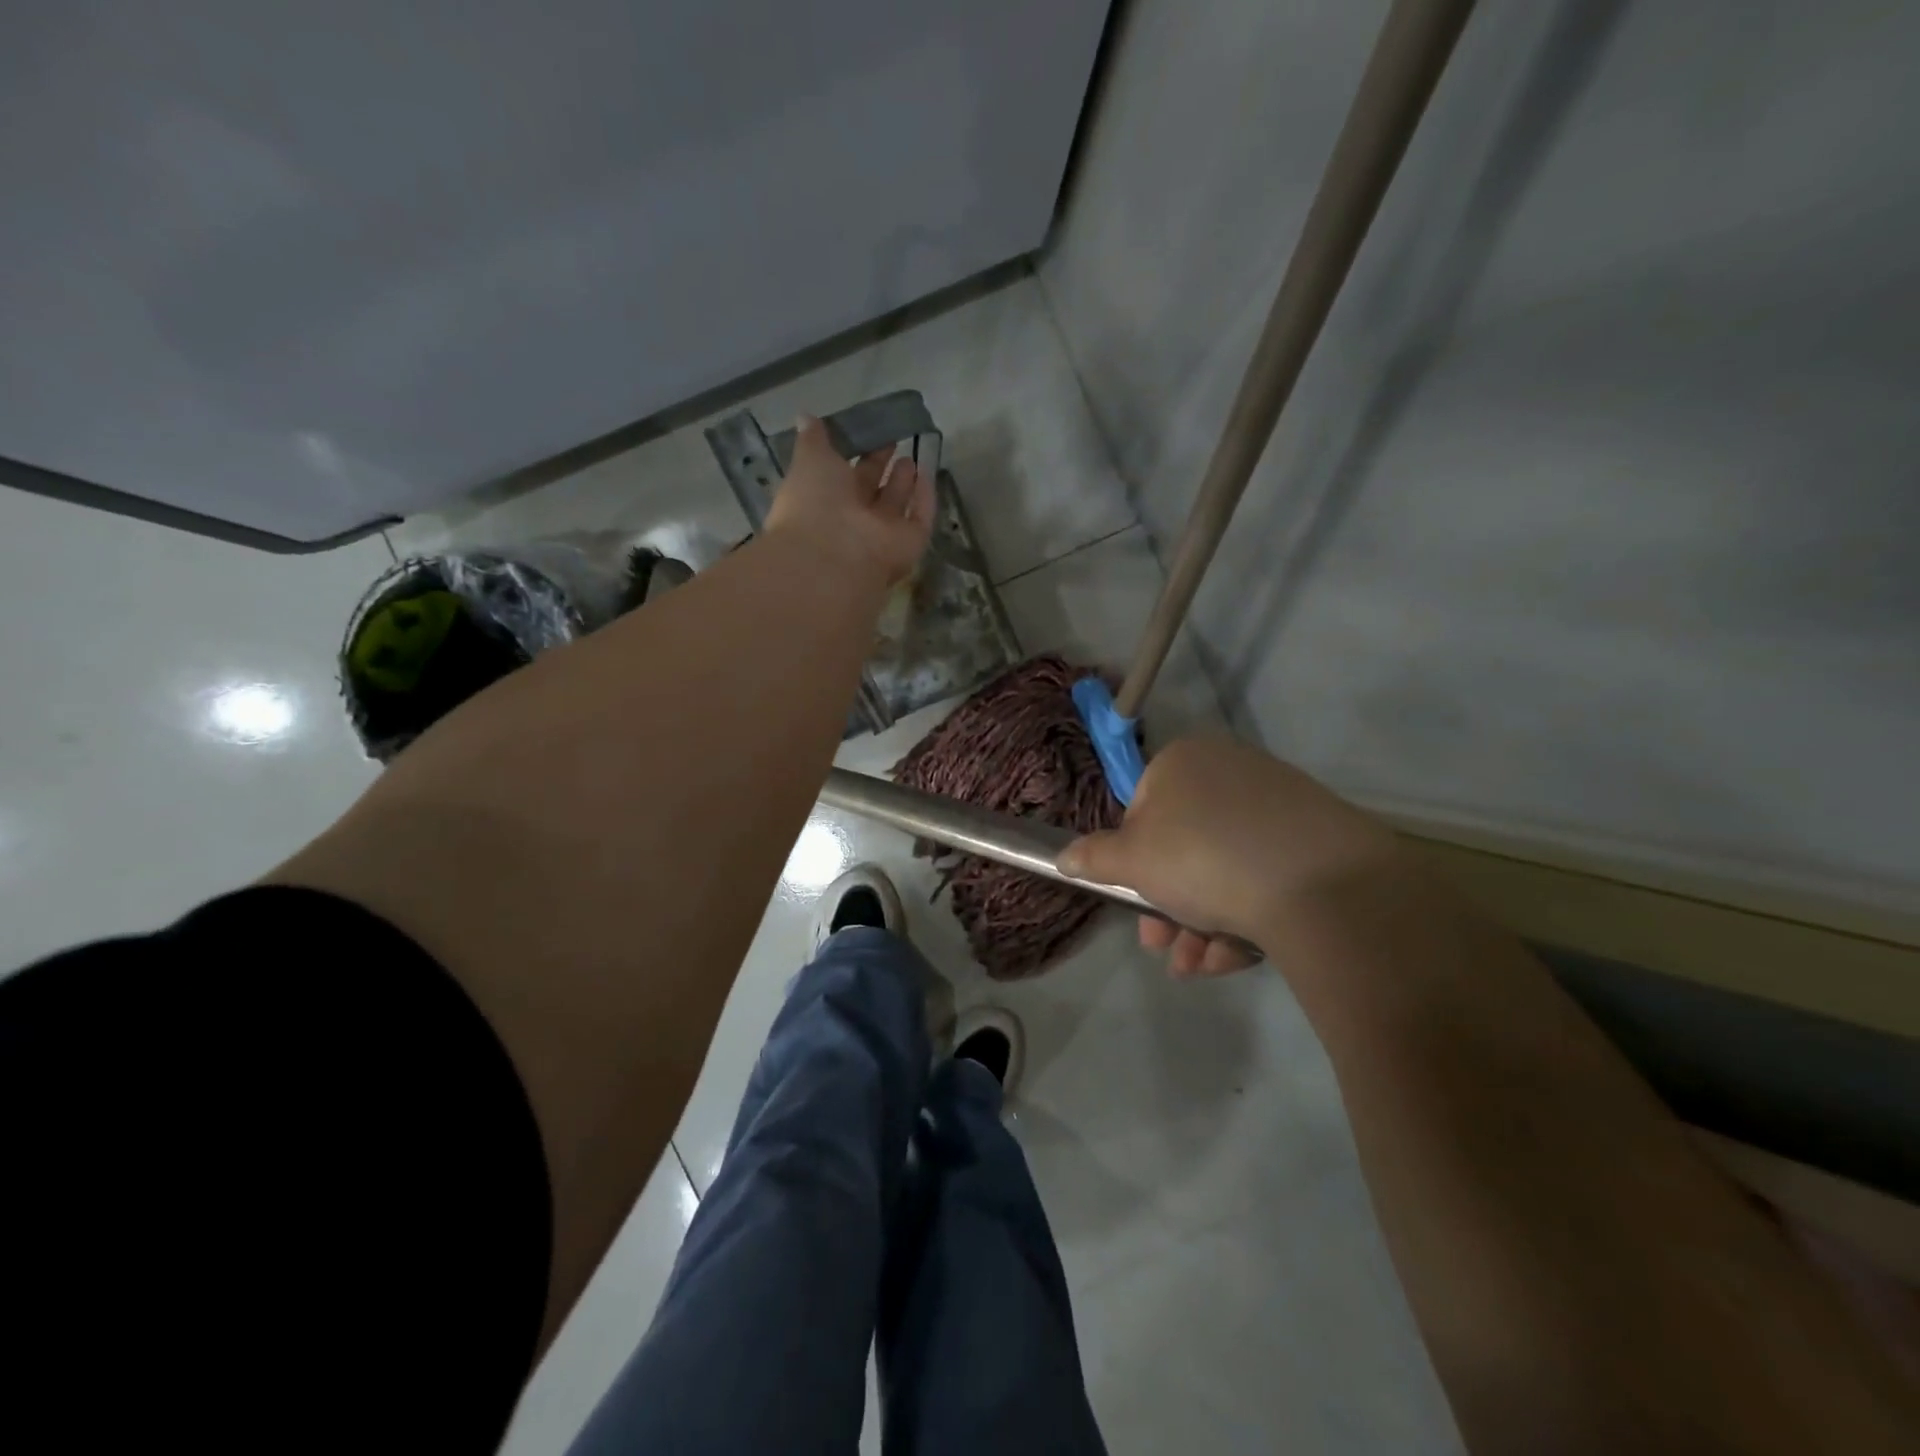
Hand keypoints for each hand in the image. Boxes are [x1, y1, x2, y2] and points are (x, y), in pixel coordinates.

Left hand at [764, 416, 935, 586]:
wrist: (835, 555)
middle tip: (893, 439)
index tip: (866, 430)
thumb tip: (806, 416)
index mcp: (824, 500)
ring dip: (903, 483)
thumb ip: (812, 439)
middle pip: (870, 490)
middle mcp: (853, 519)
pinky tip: (929, 473)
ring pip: (895, 505)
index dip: (854, 452)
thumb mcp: (809, 460)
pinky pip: (921, 518)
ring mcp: (882, 534)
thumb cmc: (815, 503)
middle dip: (880, 466)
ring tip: (911, 457)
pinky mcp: (909, 543)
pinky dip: (925, 498)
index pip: (841, 474)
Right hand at [1057, 736, 1401, 977]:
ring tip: (1195, 966)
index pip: (1141, 809)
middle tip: (1160, 946)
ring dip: (1198, 922)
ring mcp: (1277, 804)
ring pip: (1222, 868)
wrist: (1319, 884)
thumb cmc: (1201, 858)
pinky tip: (1234, 956)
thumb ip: (1093, 858)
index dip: (1132, 860)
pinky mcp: (1315, 839)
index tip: (1133, 899)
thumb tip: (1064, 858)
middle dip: (1165, 904)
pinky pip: (1264, 875)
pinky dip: (1243, 916)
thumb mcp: (1130, 862)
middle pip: (1183, 845)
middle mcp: (1229, 771)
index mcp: (1181, 762)